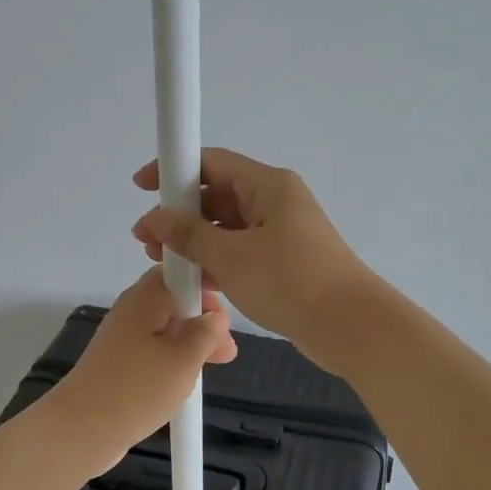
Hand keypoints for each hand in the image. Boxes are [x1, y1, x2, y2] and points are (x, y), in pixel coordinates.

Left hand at [45, 267, 236, 473]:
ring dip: (192, 343)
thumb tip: (216, 316)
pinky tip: (187, 381)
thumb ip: (206, 332)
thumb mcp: (185, 358)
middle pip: (174, 301)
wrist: (82, 429)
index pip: (179, 271)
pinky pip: (153, 351)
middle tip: (227, 349)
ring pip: (166, 329)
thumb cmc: (139, 387)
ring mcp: (123, 338)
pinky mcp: (119, 364)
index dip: (205, 283)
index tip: (227, 306)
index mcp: (146, 297)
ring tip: (216, 365)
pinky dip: (173, 360)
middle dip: (203, 320)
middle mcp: (132, 310)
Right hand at [132, 148, 378, 373]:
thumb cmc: (290, 280)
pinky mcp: (283, 264)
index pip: (212, 163)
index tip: (141, 187)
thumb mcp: (232, 256)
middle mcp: (275, 203)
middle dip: (179, 215)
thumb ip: (188, 235)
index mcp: (268, 186)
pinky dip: (215, 262)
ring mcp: (280, 235)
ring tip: (160, 262)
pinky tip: (190, 280)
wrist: (349, 325)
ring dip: (194, 242)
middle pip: (217, 196)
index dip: (174, 170)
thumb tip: (155, 217)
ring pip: (227, 228)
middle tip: (145, 239)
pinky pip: (240, 253)